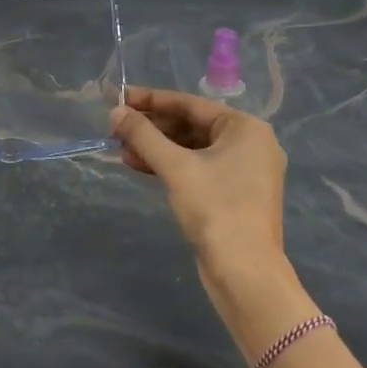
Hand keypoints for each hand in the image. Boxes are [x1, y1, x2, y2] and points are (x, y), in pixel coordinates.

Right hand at [111, 86, 286, 272]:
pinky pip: (198, 169)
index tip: (120, 97)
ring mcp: (244, 172)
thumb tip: (116, 111)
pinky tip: (140, 166)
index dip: (151, 99)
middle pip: (191, 125)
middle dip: (152, 127)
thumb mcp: (175, 167)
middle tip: (117, 127)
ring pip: (192, 149)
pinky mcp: (233, 195)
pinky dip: (170, 166)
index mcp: (245, 128)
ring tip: (122, 149)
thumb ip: (143, 135)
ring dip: (157, 148)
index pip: (190, 104)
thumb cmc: (214, 207)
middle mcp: (250, 144)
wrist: (244, 270)